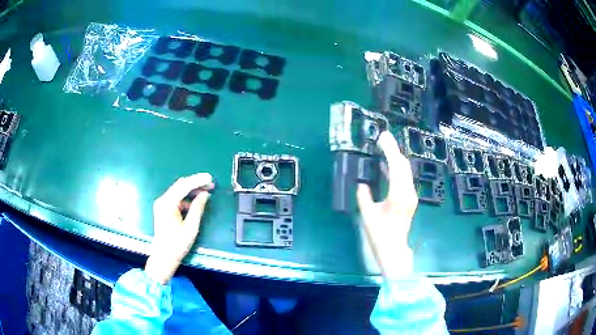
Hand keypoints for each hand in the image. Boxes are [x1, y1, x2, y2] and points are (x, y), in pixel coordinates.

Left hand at [145, 173, 214, 283]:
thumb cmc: (177, 244)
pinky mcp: (163, 209)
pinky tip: (196, 202)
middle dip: (196, 183)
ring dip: (192, 190)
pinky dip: (187, 198)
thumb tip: (205, 194)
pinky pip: (176, 199)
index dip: (198, 180)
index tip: (210, 178)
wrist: (163, 257)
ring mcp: (162, 204)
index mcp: (167, 203)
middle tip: (210, 183)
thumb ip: (198, 208)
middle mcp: (163, 200)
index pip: (183, 185)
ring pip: (178, 191)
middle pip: (180, 185)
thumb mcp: (191, 227)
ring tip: (206, 190)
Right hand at [357, 131, 417, 278]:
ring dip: (395, 159)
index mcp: (399, 195)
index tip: (382, 137)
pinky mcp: (408, 199)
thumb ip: (364, 196)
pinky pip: (403, 179)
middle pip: (403, 165)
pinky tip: (385, 166)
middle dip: (394, 150)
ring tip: (383, 147)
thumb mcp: (368, 215)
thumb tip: (362, 183)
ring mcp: (410, 196)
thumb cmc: (380, 235)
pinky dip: (395, 170)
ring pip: (405, 171)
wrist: (393, 250)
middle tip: (383, 137)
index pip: (396, 166)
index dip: (389, 150)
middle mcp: (408, 192)